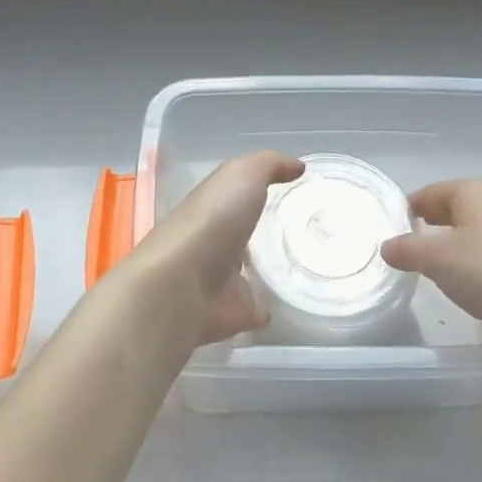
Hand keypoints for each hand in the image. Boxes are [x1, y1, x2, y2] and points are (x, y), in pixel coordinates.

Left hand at [122, 151, 302, 344]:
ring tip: (301, 268)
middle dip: (262, 232)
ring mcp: (216, 282)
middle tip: (304, 231)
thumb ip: (268, 165)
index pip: (236, 196)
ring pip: (244, 273)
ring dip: (263, 271)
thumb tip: (296, 166)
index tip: (294, 192)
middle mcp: (210, 242)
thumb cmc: (211, 224)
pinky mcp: (225, 316)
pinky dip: (263, 309)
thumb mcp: (242, 176)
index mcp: (211, 208)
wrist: (178, 289)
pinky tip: (282, 307)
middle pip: (240, 235)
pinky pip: (249, 311)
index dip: (258, 191)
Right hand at [380, 179, 481, 345]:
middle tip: (406, 247)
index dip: (407, 209)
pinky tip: (467, 277)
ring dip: (451, 241)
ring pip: (472, 226)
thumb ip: (406, 250)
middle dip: (428, 224)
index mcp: (473, 189)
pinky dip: (473, 255)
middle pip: (452, 206)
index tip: (390, 229)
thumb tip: (386, 246)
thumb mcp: (436, 260)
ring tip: (433, 265)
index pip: (429, 192)